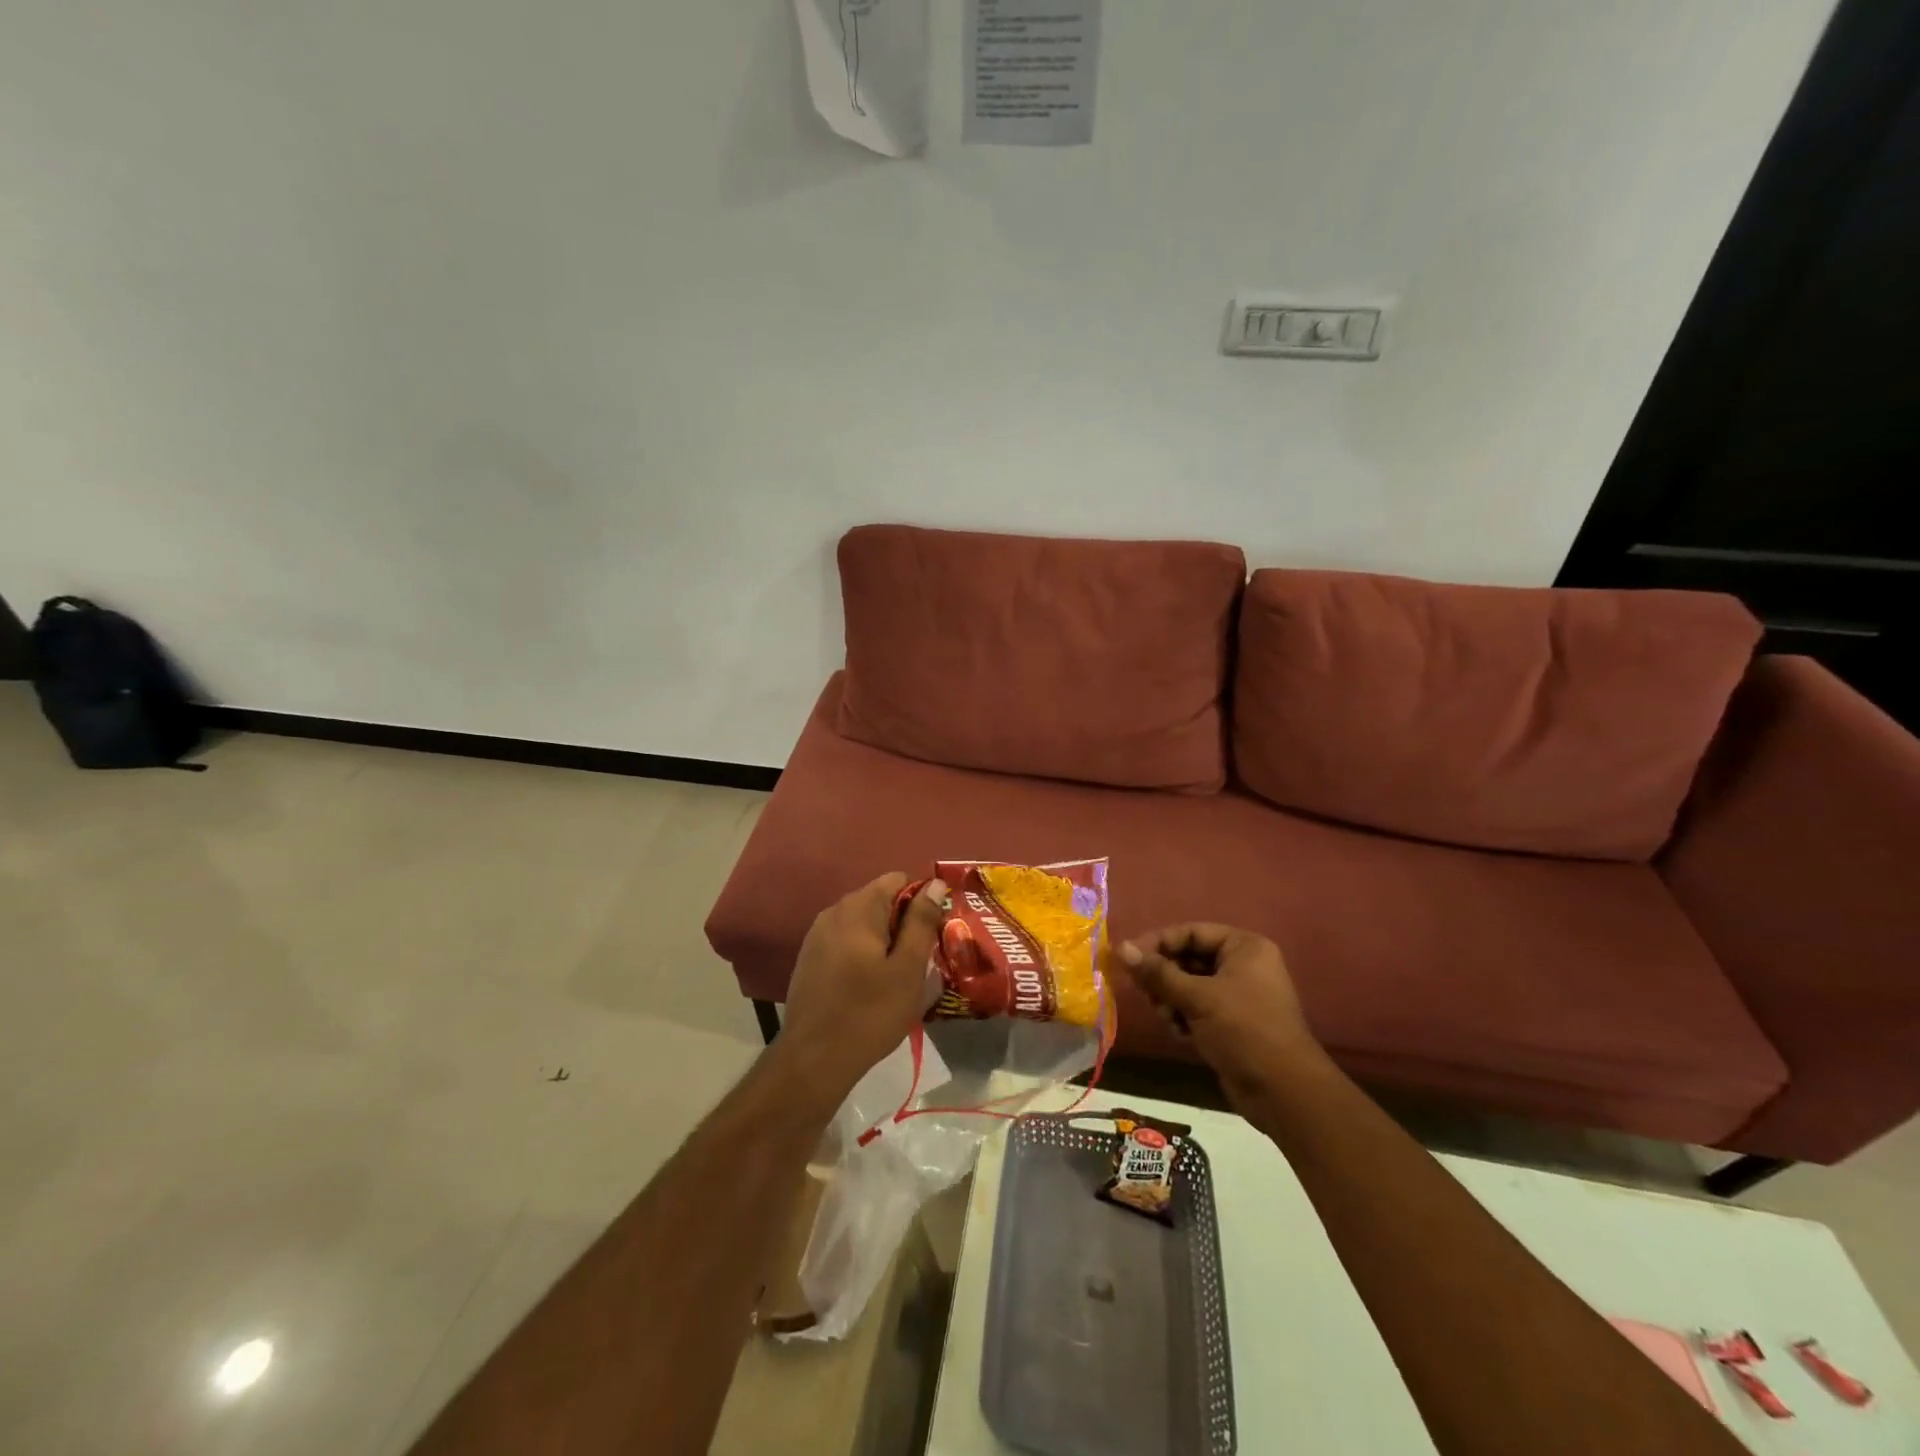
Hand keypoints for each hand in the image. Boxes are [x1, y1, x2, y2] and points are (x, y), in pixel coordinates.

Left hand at [777, 872, 947, 1103]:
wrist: (813, 1060)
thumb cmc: (869, 1013)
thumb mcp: (908, 969)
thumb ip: (921, 921)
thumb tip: (935, 883)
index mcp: (858, 909)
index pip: (896, 880)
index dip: (920, 900)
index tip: (931, 934)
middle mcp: (833, 912)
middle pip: (878, 900)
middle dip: (902, 922)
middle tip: (919, 960)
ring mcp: (816, 935)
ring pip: (861, 922)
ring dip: (882, 939)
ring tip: (897, 975)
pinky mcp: (808, 958)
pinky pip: (844, 941)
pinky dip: (861, 952)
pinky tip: (869, 985)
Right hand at [1117, 924, 1322, 1105]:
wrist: (1283, 1092)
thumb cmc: (1243, 1030)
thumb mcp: (1197, 997)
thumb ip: (1157, 973)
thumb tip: (1120, 948)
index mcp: (1244, 947)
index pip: (1191, 932)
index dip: (1158, 942)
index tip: (1127, 957)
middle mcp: (1242, 966)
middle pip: (1188, 958)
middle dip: (1164, 976)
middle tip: (1142, 991)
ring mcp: (1238, 996)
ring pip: (1189, 985)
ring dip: (1171, 999)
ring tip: (1166, 1016)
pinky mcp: (1231, 1023)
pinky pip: (1197, 1008)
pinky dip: (1183, 1016)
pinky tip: (1179, 1032)